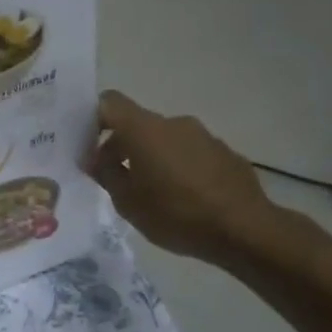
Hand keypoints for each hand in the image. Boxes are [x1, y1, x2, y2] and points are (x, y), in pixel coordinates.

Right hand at [89, 91, 288, 266]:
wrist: (244, 229)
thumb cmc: (176, 214)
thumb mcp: (127, 202)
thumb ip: (106, 174)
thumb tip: (95, 158)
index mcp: (144, 130)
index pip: (110, 102)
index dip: (93, 119)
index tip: (87, 147)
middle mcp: (174, 123)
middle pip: (137, 124)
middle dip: (120, 147)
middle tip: (114, 180)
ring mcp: (203, 135)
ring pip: (164, 139)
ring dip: (151, 158)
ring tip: (150, 193)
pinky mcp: (224, 152)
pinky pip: (189, 152)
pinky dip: (177, 167)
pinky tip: (181, 198)